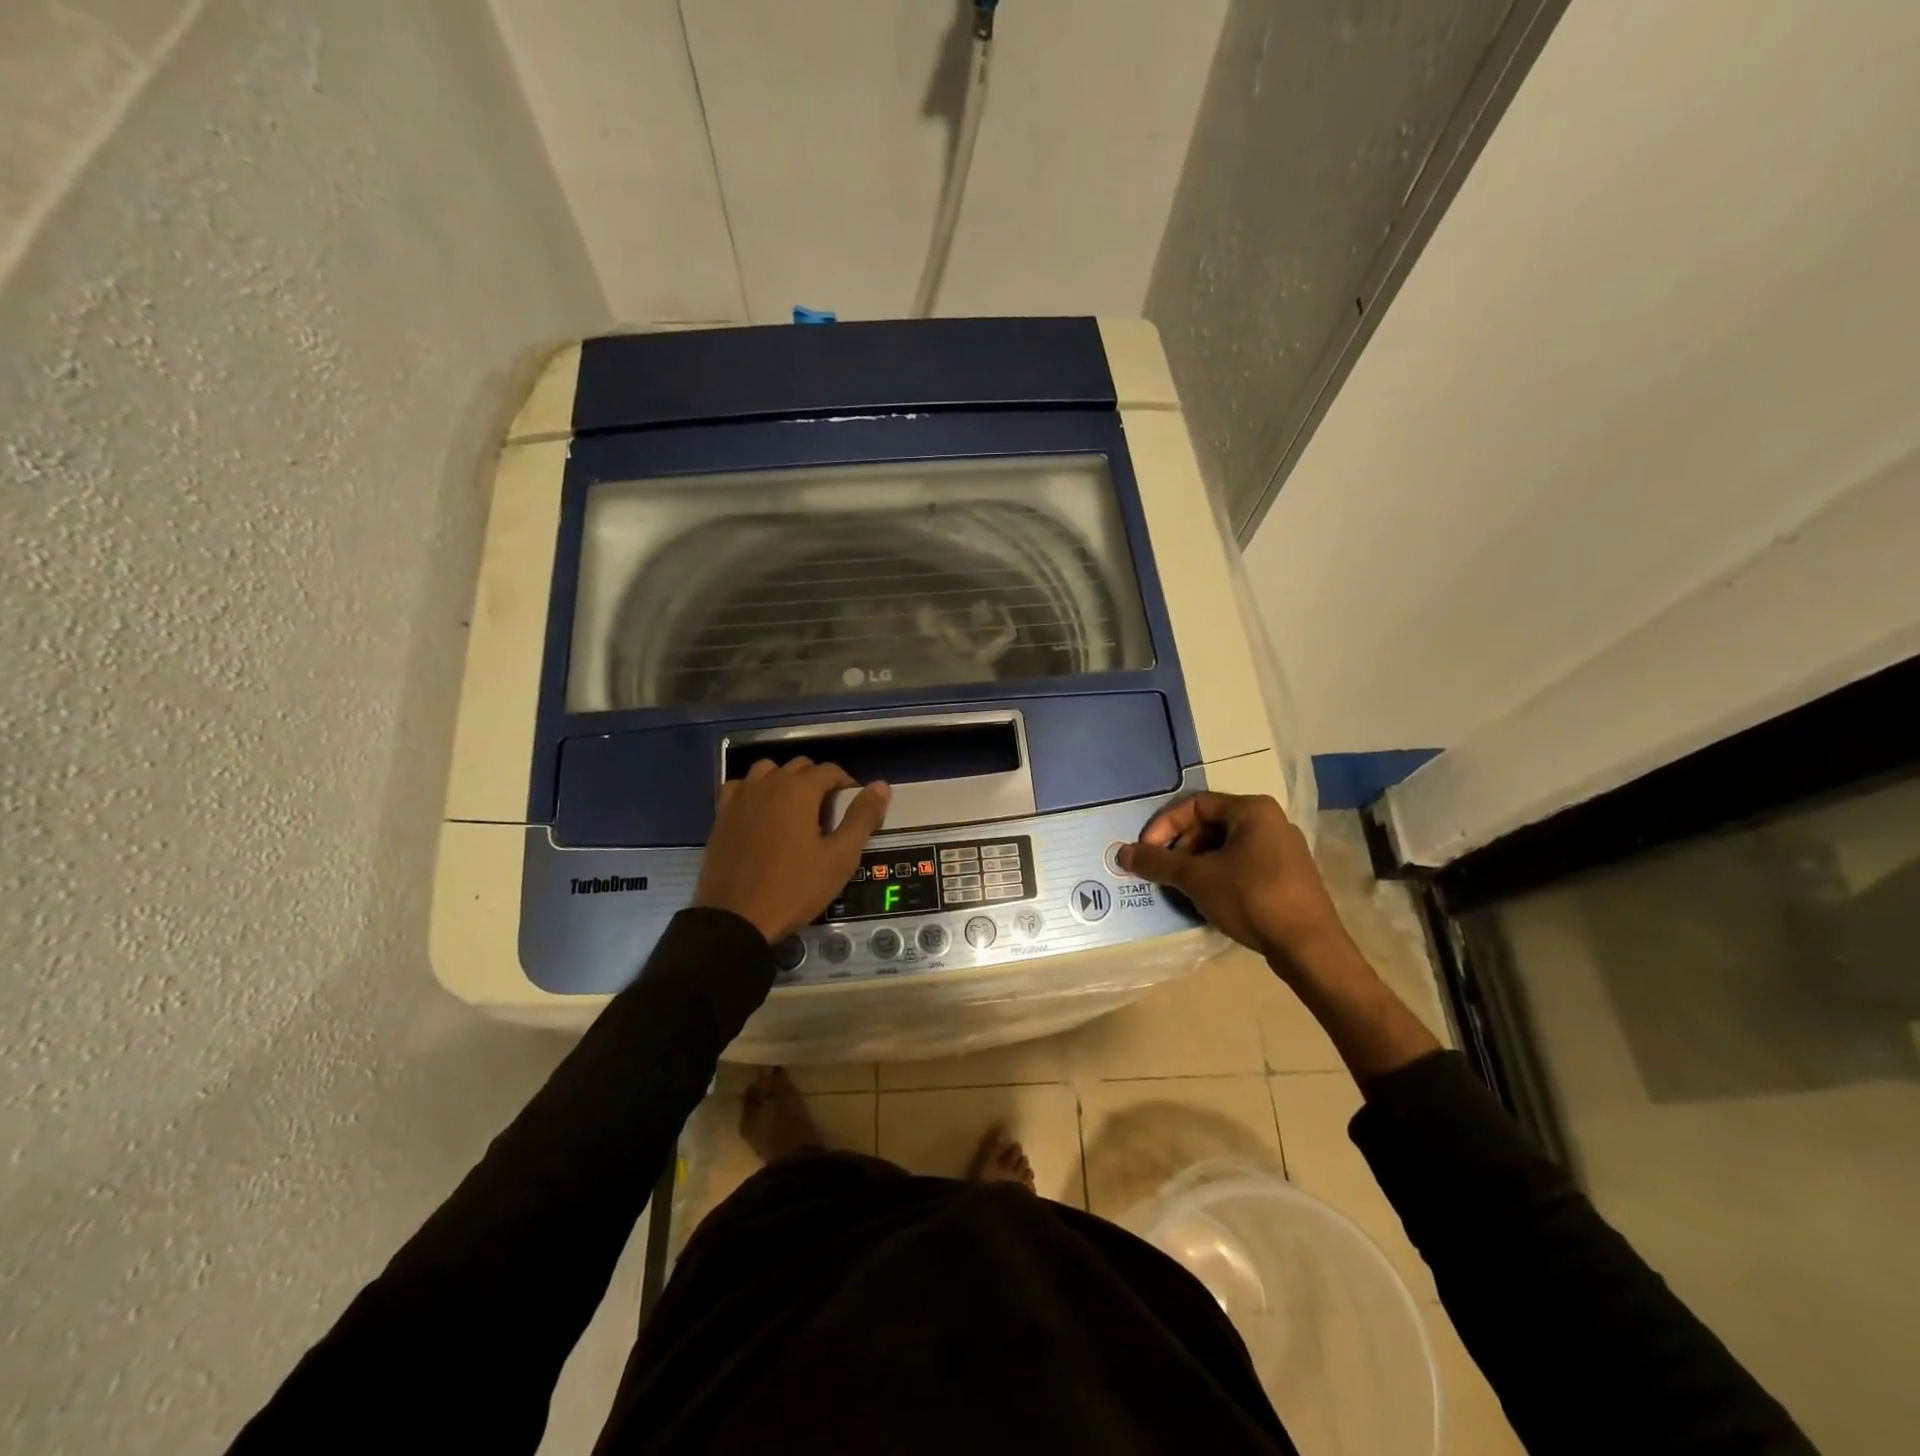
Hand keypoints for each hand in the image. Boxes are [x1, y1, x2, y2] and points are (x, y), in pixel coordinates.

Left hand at [694, 759, 891, 942]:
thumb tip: (882, 785)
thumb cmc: (795, 888)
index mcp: (799, 790)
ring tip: (793, 810)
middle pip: (800, 767)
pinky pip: (740, 787)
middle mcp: (768, 783)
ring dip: (784, 781)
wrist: (736, 919)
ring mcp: (741, 797)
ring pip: (767, 771)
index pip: (830, 770)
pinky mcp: (721, 814)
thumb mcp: (840, 857)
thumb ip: (862, 818)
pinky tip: (760, 813)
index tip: (852, 808)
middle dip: (817, 782)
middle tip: (827, 814)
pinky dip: (754, 791)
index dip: (846, 784)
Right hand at [1118, 792, 1350, 979]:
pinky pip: (1242, 863)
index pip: (1194, 804)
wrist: (1310, 948)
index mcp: (1251, 809)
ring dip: (1196, 862)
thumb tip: (1122, 854)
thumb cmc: (1251, 898)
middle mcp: (1270, 821)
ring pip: (1225, 846)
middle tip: (1162, 871)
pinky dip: (1218, 874)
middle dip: (1179, 845)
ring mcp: (1282, 849)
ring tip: (1180, 886)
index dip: (1163, 826)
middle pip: (1209, 823)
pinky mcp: (1287, 875)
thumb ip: (1157, 862)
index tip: (1146, 852)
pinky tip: (1207, 898)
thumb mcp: (1197, 878)